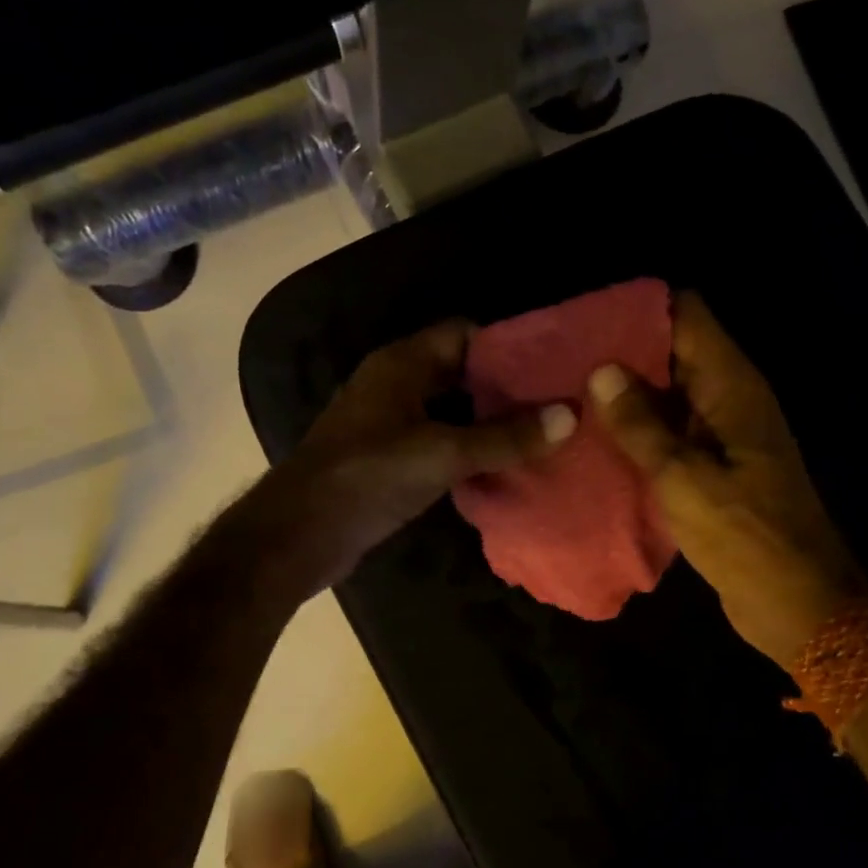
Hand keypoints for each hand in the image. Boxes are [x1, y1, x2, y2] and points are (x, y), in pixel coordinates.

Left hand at [249, 320, 575, 597]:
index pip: (465, 333)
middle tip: (557, 403)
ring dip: (491, 421)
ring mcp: (389, 422)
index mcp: (402, 363)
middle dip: (506, 387)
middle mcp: (395, 384)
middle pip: (461, 372)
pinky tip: (505, 467)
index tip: (554, 365)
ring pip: (452, 410)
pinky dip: (470, 449)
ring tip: (543, 434)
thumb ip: (504, 437)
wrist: (299, 534)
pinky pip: (440, 442)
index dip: (509, 344)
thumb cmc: (368, 477)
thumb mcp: (442, 453)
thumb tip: (568, 416)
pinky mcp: (389, 459)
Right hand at [588, 292, 867, 667]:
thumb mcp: (684, 479)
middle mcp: (729, 398)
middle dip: (623, 350)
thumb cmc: (745, 536)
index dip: (640, 309)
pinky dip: (639, 429)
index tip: (587, 319)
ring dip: (626, 393)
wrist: (797, 603)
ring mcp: (723, 433)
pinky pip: (671, 431)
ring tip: (568, 393)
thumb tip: (602, 370)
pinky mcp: (714, 466)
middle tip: (562, 358)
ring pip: (669, 393)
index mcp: (732, 386)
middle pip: (674, 350)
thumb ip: (641, 425)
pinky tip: (596, 437)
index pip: (688, 315)